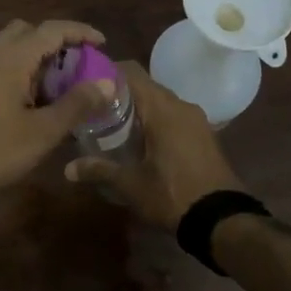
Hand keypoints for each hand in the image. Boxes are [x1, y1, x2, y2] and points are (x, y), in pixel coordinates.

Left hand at [0, 19, 113, 216]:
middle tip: (77, 64)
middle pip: (27, 31)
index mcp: (10, 59)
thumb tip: (107, 84)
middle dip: (55, 41)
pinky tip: (28, 100)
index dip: (79, 32)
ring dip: (35, 57)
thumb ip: (77, 104)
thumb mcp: (43, 132)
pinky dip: (18, 70)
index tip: (102, 44)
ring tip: (57, 85)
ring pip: (9, 48)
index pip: (51, 29)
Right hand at [63, 61, 244, 229]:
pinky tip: (139, 139)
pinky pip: (173, 115)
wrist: (222, 219)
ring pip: (160, 101)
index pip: (131, 72)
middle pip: (145, 86)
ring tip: (111, 123)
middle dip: (119, 92)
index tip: (84, 81)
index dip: (106, 71)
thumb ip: (99, 170)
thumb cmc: (173, 195)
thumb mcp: (131, 185)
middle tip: (92, 106)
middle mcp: (181, 105)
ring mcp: (196, 119)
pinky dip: (154, 119)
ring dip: (138, 107)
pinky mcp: (203, 134)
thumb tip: (67, 169)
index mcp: (162, 109)